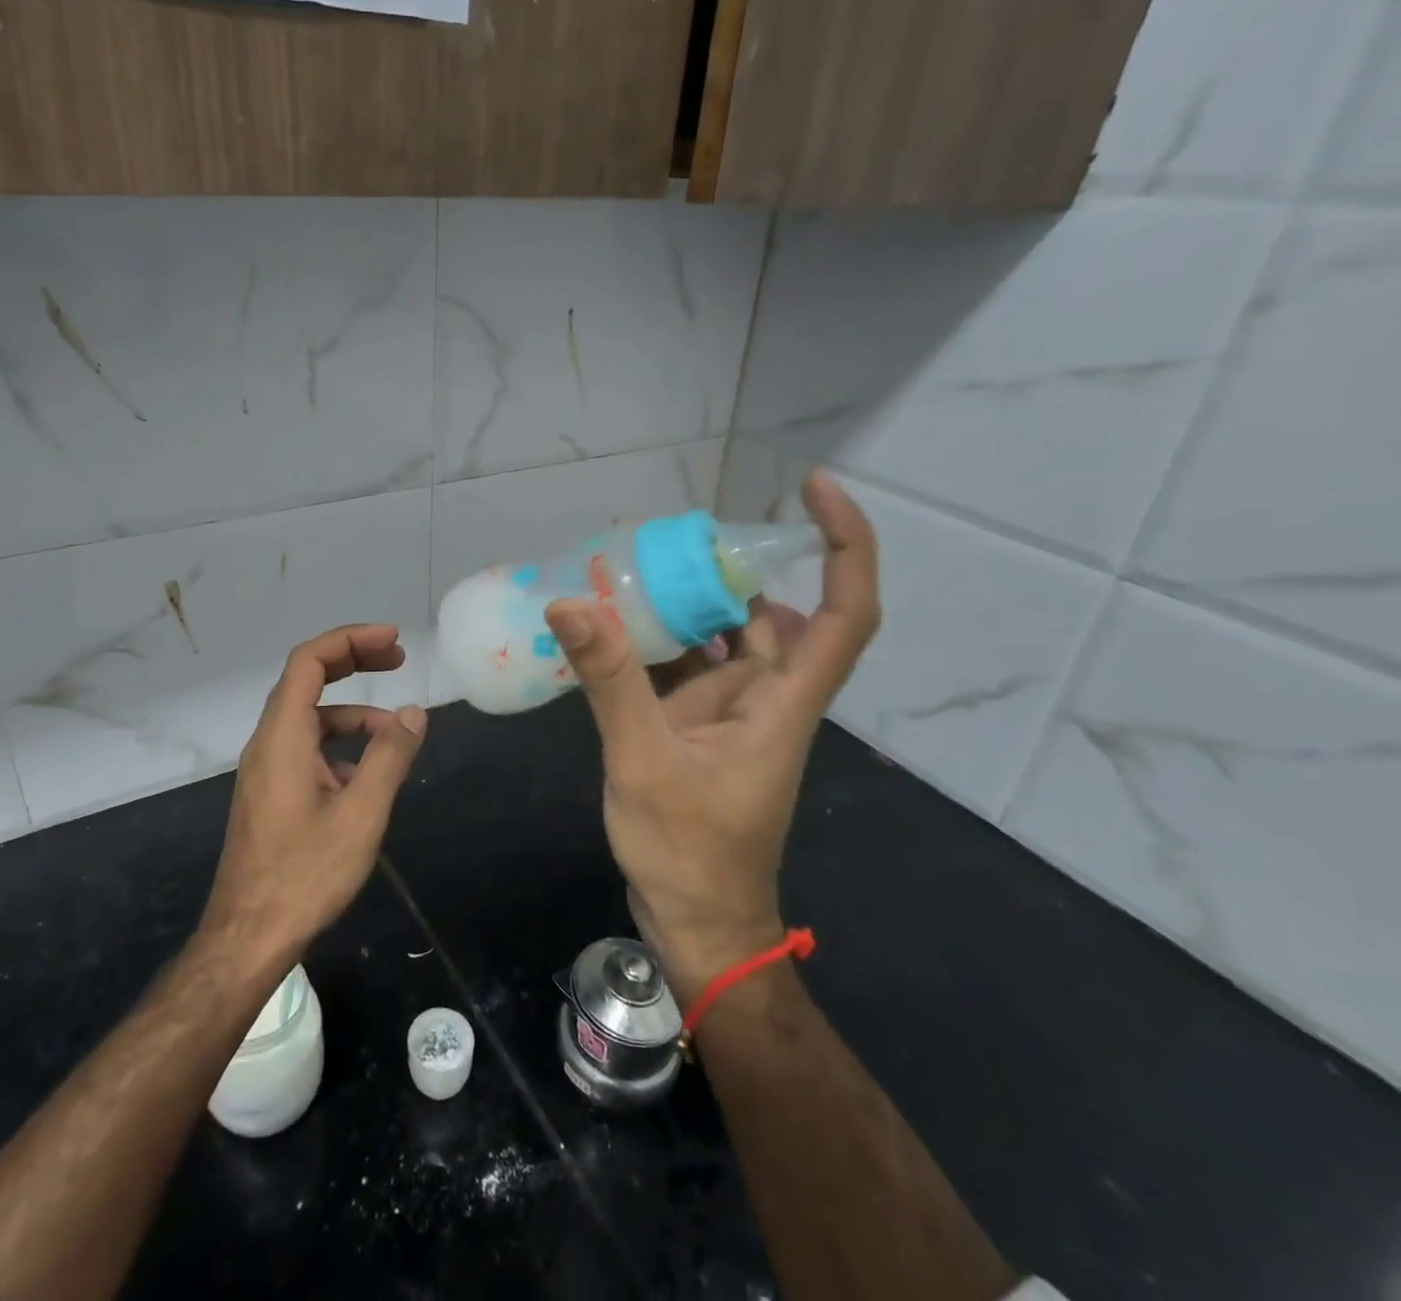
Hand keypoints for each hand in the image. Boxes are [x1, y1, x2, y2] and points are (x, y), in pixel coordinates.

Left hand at [202, 625, 427, 964]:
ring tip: (396, 735)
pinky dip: (339, 746)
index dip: (350, 640)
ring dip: (353, 714)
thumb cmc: (305, 874)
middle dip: (353, 663)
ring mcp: (266, 769)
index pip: (309, 661)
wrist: (248, 937)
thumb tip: (413, 713)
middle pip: (307, 680)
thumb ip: (389, 757)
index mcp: (282, 736)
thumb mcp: (361, 814)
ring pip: (310, 719)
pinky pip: (306, 749)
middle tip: (398, 659)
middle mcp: (267, 742)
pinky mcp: (270, 793)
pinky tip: (367, 776)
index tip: (392, 641)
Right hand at [544, 473, 879, 1000]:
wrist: (699, 926)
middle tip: (667, 540)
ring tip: (629, 573)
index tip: (811, 488)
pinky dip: (659, 647)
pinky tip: (612, 632)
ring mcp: (734, 716)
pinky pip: (687, 672)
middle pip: (771, 616)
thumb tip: (571, 604)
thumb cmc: (691, 853)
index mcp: (783, 702)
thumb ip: (612, 681)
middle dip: (728, 571)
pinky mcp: (701, 732)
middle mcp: (768, 699)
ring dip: (687, 607)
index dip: (843, 543)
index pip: (843, 611)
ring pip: (723, 642)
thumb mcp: (645, 761)